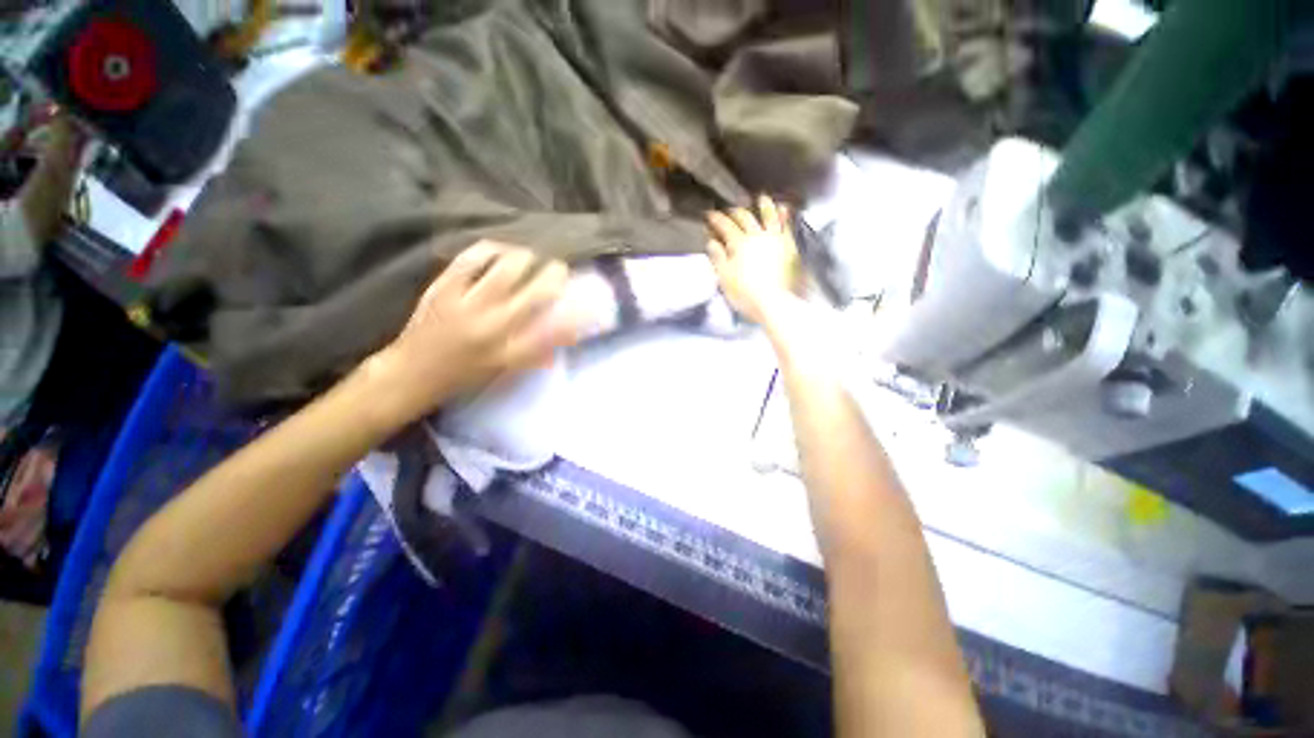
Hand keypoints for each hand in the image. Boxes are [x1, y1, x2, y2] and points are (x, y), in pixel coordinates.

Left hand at [367, 241, 580, 421]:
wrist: (412, 374)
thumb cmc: (465, 376)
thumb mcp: (507, 370)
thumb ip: (538, 351)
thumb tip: (567, 331)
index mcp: (513, 353)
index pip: (556, 329)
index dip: (579, 311)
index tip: (591, 299)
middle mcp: (495, 328)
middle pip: (537, 292)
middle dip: (555, 275)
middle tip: (559, 268)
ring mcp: (467, 306)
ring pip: (507, 269)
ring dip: (526, 258)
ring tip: (530, 257)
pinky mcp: (443, 289)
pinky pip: (471, 259)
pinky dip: (491, 249)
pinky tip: (499, 250)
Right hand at [706, 195, 801, 325]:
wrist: (775, 302)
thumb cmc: (745, 293)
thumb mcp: (724, 278)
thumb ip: (718, 258)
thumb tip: (712, 242)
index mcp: (738, 244)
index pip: (724, 226)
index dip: (716, 219)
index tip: (709, 214)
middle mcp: (756, 236)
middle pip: (745, 218)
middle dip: (735, 212)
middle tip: (730, 210)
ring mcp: (775, 239)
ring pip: (769, 217)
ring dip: (764, 206)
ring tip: (762, 198)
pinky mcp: (789, 245)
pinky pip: (787, 226)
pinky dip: (785, 215)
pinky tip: (784, 209)